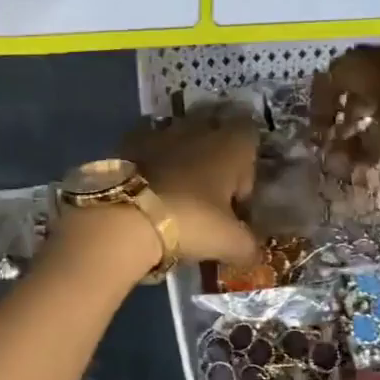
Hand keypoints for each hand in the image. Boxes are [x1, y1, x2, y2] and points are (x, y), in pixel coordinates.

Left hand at [122, 111, 258, 266]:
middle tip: (208, 194)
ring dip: (181, 158)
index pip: (250, 136)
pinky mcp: (129, 142)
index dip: (247, 165)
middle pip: (214, 132)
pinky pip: (148, 147)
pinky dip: (151, 163)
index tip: (236, 197)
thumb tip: (252, 251)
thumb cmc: (192, 222)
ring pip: (180, 137)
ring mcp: (161, 132)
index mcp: (230, 144)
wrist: (127, 217)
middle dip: (213, 157)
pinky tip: (148, 189)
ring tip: (176, 193)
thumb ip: (248, 245)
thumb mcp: (230, 242)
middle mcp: (198, 128)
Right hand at [310, 42, 379, 168]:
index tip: (321, 132)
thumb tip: (338, 161)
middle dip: (346, 102)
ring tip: (375, 128)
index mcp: (364, 64)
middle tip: (345, 128)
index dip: (320, 106)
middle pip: (355, 74)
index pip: (329, 79)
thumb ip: (360, 147)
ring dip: (373, 102)